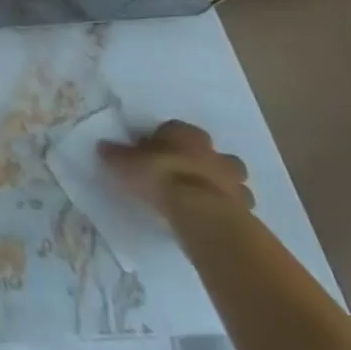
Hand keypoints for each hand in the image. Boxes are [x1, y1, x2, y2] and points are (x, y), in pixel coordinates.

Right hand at [99, 119, 254, 214]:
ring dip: (222, 186)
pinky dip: (231, 210)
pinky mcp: (247, 209)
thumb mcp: (125, 162)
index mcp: (185, 133)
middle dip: (202, 161)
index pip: (176, 130)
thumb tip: (103, 147)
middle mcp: (212, 152)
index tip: (154, 154)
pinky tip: (215, 219)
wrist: (200, 212)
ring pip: (232, 179)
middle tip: (185, 175)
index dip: (165, 141)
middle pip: (211, 153)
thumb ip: (116, 154)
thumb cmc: (159, 176)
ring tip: (203, 200)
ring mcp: (234, 181)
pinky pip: (239, 206)